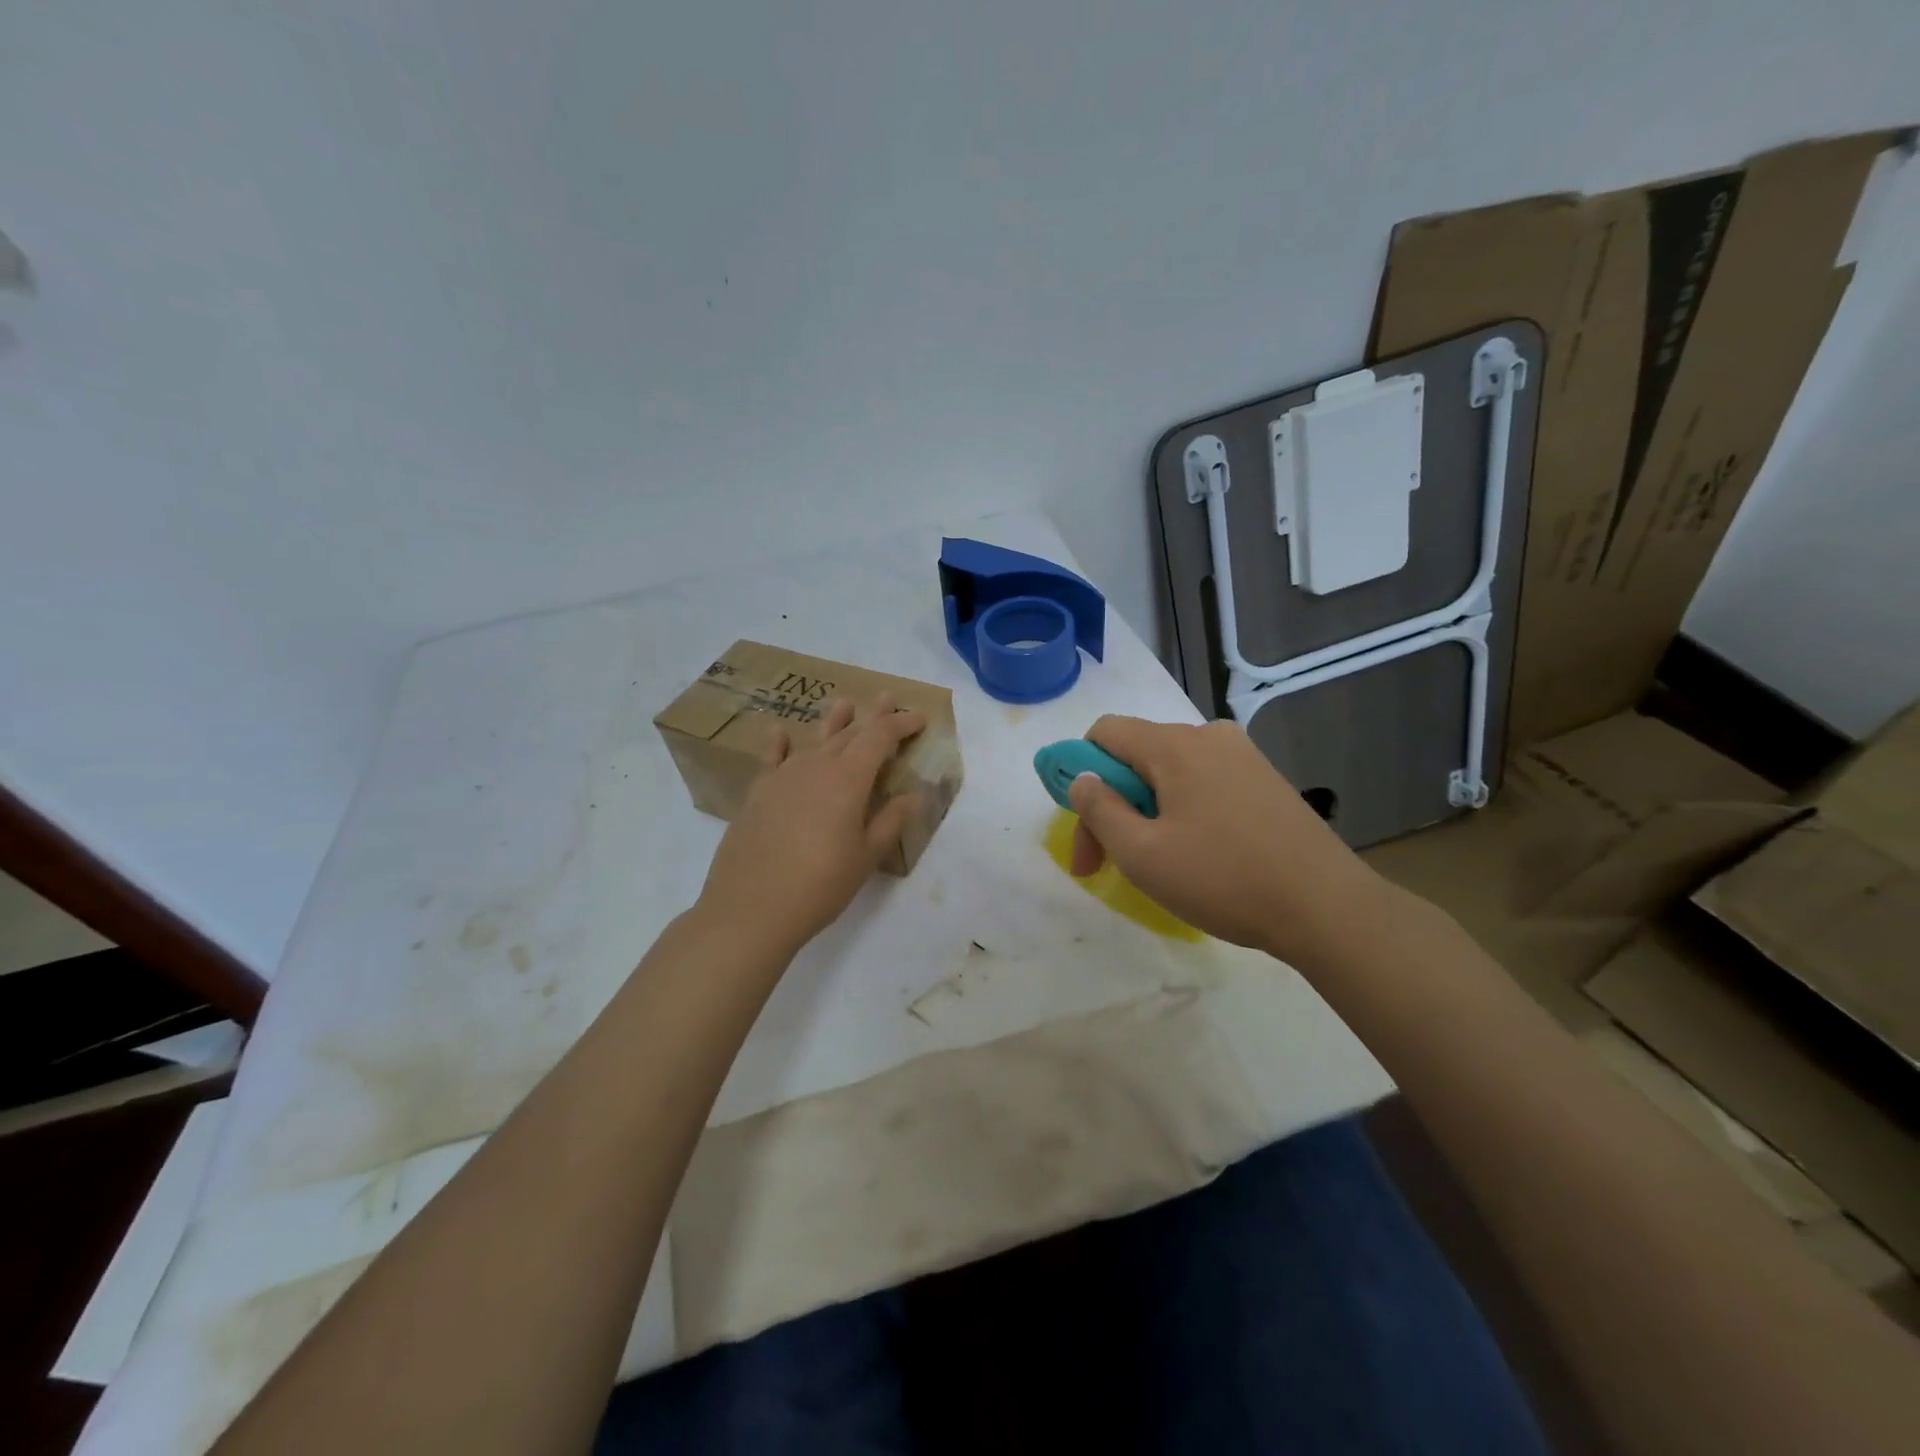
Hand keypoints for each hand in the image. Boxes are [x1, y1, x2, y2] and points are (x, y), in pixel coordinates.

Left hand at [697, 694, 927, 956]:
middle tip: (886, 700)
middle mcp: (816, 766)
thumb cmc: (820, 885)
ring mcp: (783, 777)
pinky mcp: (758, 794)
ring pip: (814, 740)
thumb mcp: (866, 857)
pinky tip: (779, 732)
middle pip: (849, 733)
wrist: (751, 908)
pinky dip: (779, 743)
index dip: (901, 724)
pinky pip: (772, 758)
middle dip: (872, 717)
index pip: (880, 737)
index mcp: (848, 778)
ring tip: (844, 704)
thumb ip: (891, 821)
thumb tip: (914, 795)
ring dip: (833, 722)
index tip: (919, 718)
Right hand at [1067, 716, 1389, 965]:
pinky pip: (1204, 782)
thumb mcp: (1142, 853)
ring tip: (1154, 863)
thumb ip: (1099, 809)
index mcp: (1174, 745)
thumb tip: (1082, 779)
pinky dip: (1182, 810)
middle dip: (1112, 804)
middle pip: (1136, 755)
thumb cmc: (1223, 879)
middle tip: (1106, 864)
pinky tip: (1197, 853)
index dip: (1079, 773)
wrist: (1326, 907)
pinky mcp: (1266, 780)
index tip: (1084, 829)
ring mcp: (1243, 756)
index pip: (1104, 732)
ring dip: (1146, 810)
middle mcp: (1208, 736)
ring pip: (1170, 772)